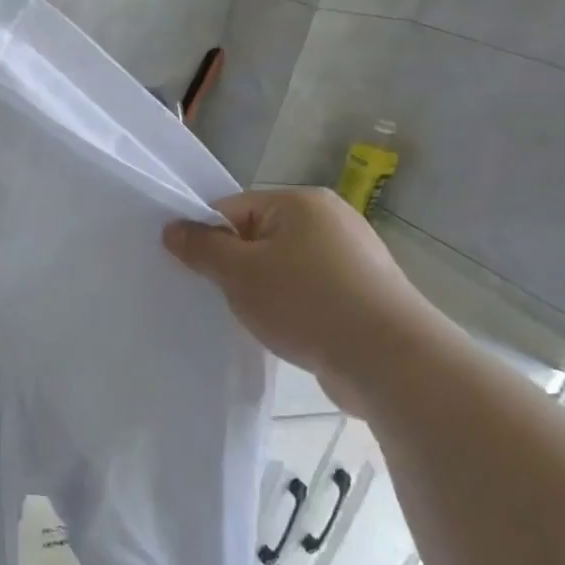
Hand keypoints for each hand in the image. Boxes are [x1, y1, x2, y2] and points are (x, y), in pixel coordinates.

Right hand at [163, 188, 459, 415]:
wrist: (392, 362)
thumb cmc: (307, 303)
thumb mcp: (239, 273)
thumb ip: (201, 248)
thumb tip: (172, 229)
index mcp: (301, 202)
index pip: (233, 208)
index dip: (208, 238)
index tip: (195, 271)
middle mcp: (331, 219)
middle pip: (257, 236)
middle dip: (235, 266)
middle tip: (220, 297)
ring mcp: (353, 257)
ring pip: (282, 266)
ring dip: (263, 290)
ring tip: (255, 318)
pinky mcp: (364, 293)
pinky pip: (309, 290)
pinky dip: (292, 307)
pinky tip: (286, 331)